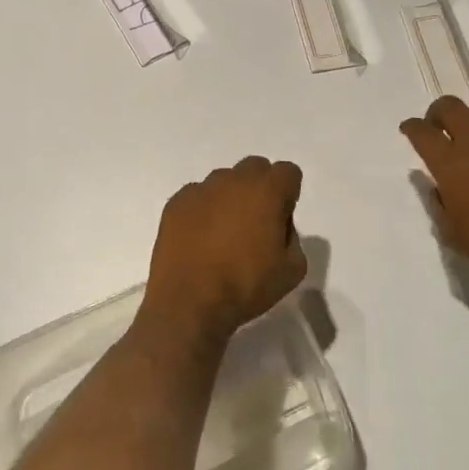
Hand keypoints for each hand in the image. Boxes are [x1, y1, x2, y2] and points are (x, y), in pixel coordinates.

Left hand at [143, 157, 306, 343]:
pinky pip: (197, 196)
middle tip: (255, 223)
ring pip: (223, 181)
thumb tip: (277, 226)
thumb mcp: (292, 270)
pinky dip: (203, 210)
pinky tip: (199, 239)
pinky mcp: (176, 202)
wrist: (189, 301)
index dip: (288, 194)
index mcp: (266, 191)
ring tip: (223, 234)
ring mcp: (200, 189)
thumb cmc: (245, 285)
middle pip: (255, 168)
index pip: (288, 172)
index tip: (281, 219)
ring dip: (229, 198)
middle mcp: (233, 180)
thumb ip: (293, 237)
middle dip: (260, 188)